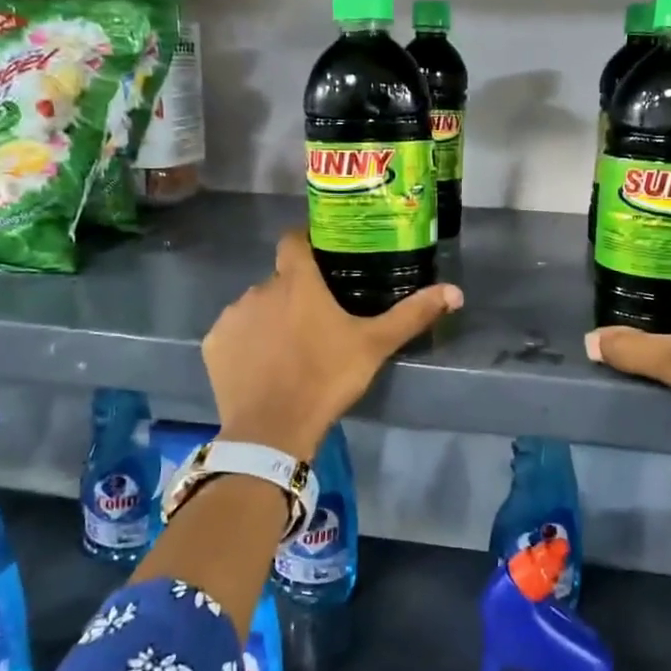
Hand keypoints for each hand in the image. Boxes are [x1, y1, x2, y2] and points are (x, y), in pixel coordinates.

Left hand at [203, 230, 462, 461]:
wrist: (272, 429)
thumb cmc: (326, 378)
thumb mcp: (374, 345)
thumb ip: (412, 315)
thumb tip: (456, 291)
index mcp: (297, 282)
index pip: (294, 240)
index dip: (306, 243)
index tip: (321, 257)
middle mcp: (259, 289)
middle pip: (279, 280)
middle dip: (294, 293)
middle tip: (317, 320)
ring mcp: (232, 317)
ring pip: (255, 306)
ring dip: (270, 318)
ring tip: (289, 348)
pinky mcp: (214, 344)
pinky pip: (233, 333)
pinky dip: (246, 343)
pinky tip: (262, 366)